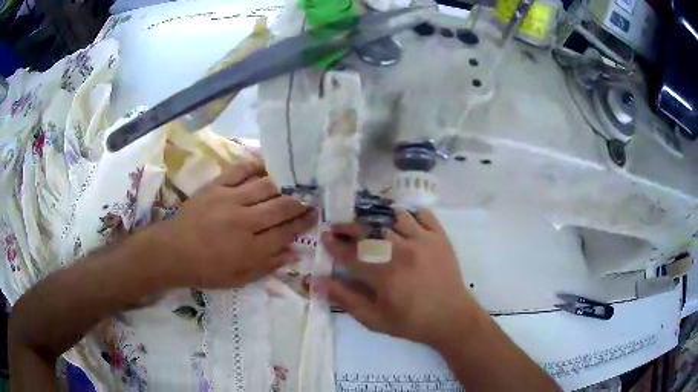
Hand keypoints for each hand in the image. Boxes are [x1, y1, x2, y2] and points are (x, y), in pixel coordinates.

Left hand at [154, 161, 316, 287]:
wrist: (173, 251)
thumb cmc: (206, 270)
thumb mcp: (239, 278)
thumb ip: (267, 266)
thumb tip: (293, 253)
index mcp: (251, 248)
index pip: (286, 231)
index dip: (303, 222)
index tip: (315, 214)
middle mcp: (245, 221)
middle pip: (280, 207)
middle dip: (299, 201)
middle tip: (311, 196)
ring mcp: (230, 200)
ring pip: (265, 187)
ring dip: (284, 184)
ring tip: (295, 180)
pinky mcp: (216, 187)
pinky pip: (240, 171)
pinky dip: (256, 166)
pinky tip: (268, 164)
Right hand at [319, 208, 482, 348]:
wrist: (452, 318)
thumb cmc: (411, 322)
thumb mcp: (374, 319)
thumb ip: (346, 300)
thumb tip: (319, 282)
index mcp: (384, 274)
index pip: (350, 253)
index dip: (334, 245)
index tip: (325, 238)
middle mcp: (401, 251)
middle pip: (368, 230)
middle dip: (348, 226)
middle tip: (339, 227)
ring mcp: (423, 240)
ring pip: (393, 217)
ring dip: (376, 218)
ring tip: (368, 223)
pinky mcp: (439, 237)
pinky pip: (422, 214)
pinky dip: (409, 213)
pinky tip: (400, 220)